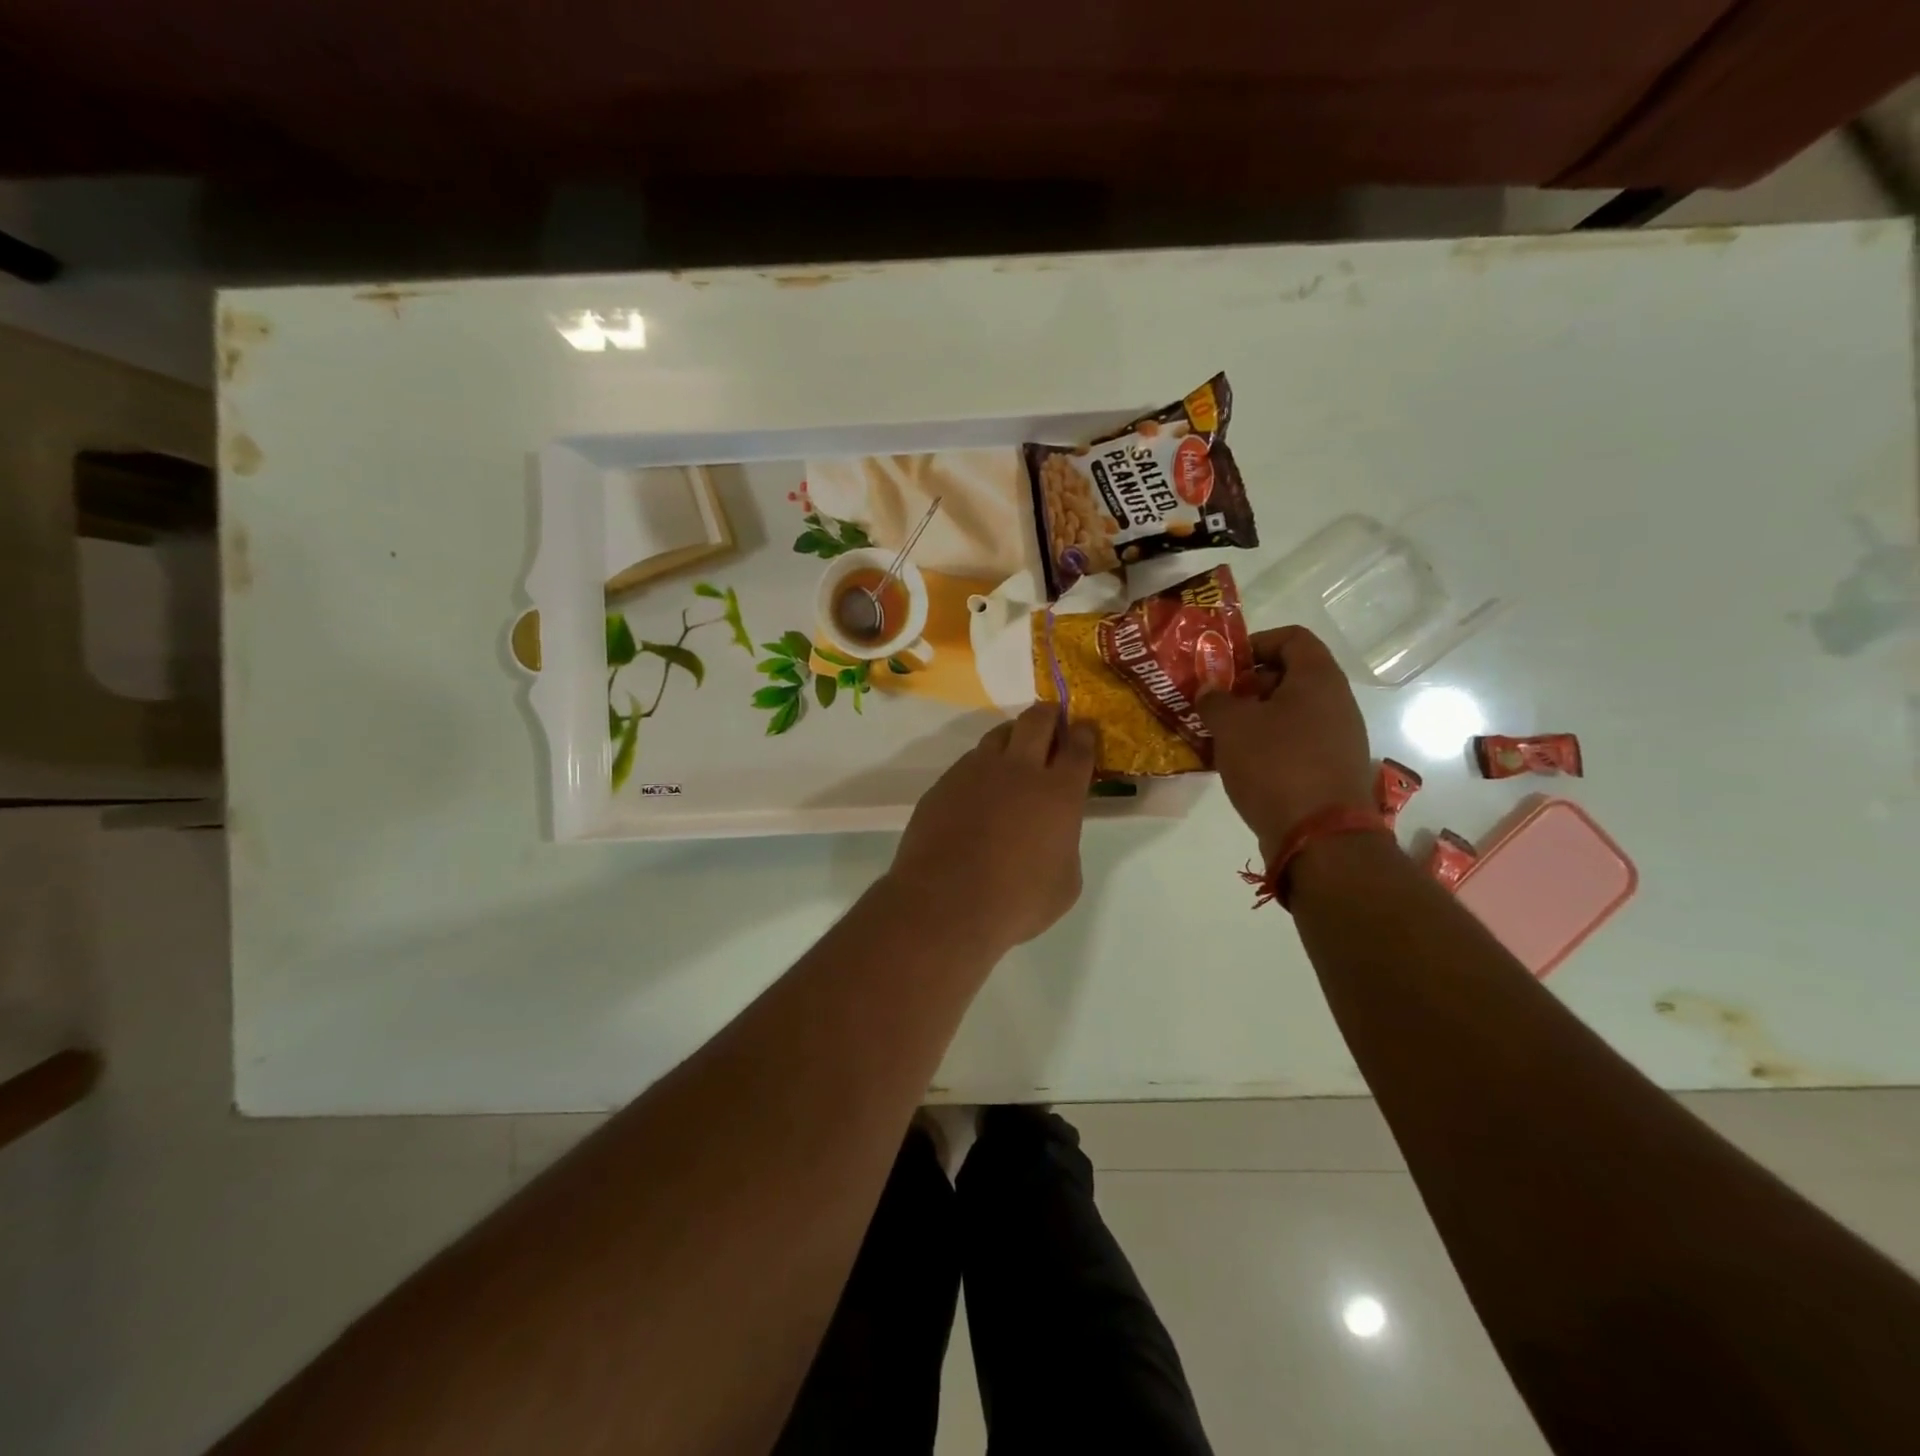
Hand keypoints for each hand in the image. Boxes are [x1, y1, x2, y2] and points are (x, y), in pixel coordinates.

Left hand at [885, 704, 1097, 954]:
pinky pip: (969, 761)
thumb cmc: (1016, 901)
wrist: (945, 903)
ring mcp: (976, 771)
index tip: (1085, 728)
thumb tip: (1053, 835)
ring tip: (1015, 747)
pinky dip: (982, 765)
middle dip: (1049, 714)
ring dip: (1013, 734)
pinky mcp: (944, 783)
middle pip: (1038, 721)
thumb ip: (1065, 846)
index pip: (1079, 748)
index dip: (1085, 734)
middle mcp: (1019, 770)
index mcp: (1059, 793)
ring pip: (998, 734)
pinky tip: (979, 786)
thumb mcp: (1065, 883)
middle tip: (1052, 719)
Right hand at [1197, 627, 1371, 857]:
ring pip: (1292, 712)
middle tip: (1216, 702)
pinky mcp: (1332, 769)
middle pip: (1291, 675)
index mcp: (1318, 678)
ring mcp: (1339, 738)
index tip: (1225, 665)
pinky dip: (1269, 744)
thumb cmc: (1275, 765)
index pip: (1292, 638)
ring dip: (1255, 717)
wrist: (1320, 837)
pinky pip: (1297, 742)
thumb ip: (1215, 700)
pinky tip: (1242, 764)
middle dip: (1249, 684)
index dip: (1256, 643)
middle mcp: (1336, 702)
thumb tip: (1210, 690)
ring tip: (1222, 735)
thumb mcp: (1232, 726)